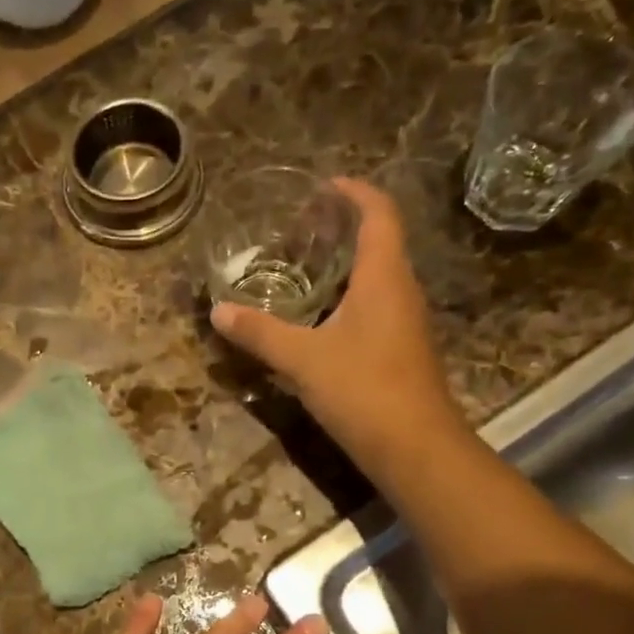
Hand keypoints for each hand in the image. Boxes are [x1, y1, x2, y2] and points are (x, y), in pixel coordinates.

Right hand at [210, 177, 465, 479]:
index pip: (380, 214)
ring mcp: (404, 322)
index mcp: (384, 278)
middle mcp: (401, 291)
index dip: (355, 192)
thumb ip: (260, 333)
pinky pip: (374, 306)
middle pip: (379, 242)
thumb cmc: (363, 390)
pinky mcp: (400, 350)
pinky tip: (317, 316)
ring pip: (376, 277)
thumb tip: (218, 311)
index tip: (324, 185)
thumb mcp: (303, 359)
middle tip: (300, 226)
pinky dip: (347, 296)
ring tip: (302, 265)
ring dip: (344, 264)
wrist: (415, 448)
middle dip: (343, 227)